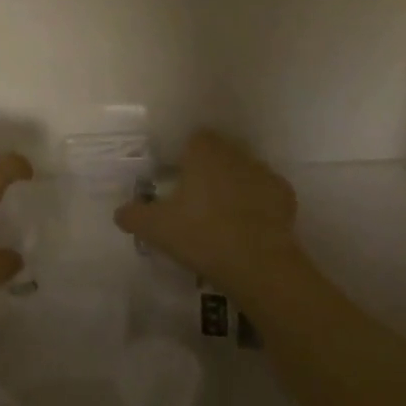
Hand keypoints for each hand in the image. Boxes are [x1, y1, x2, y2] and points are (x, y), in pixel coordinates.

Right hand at [114, 130, 301, 289]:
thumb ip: (133, 215)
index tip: (179, 182)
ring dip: (236, 187)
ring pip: (244, 173)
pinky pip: (267, 195)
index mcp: (204, 151)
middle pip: (220, 154)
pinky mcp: (285, 197)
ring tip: (224, 219)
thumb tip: (120, 212)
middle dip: (211, 171)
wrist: (259, 266)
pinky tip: (249, 230)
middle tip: (197, 203)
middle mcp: (236, 152)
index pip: (195, 139)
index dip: (186, 158)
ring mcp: (264, 173)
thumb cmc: (202, 235)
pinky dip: (259, 206)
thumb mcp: (156, 228)